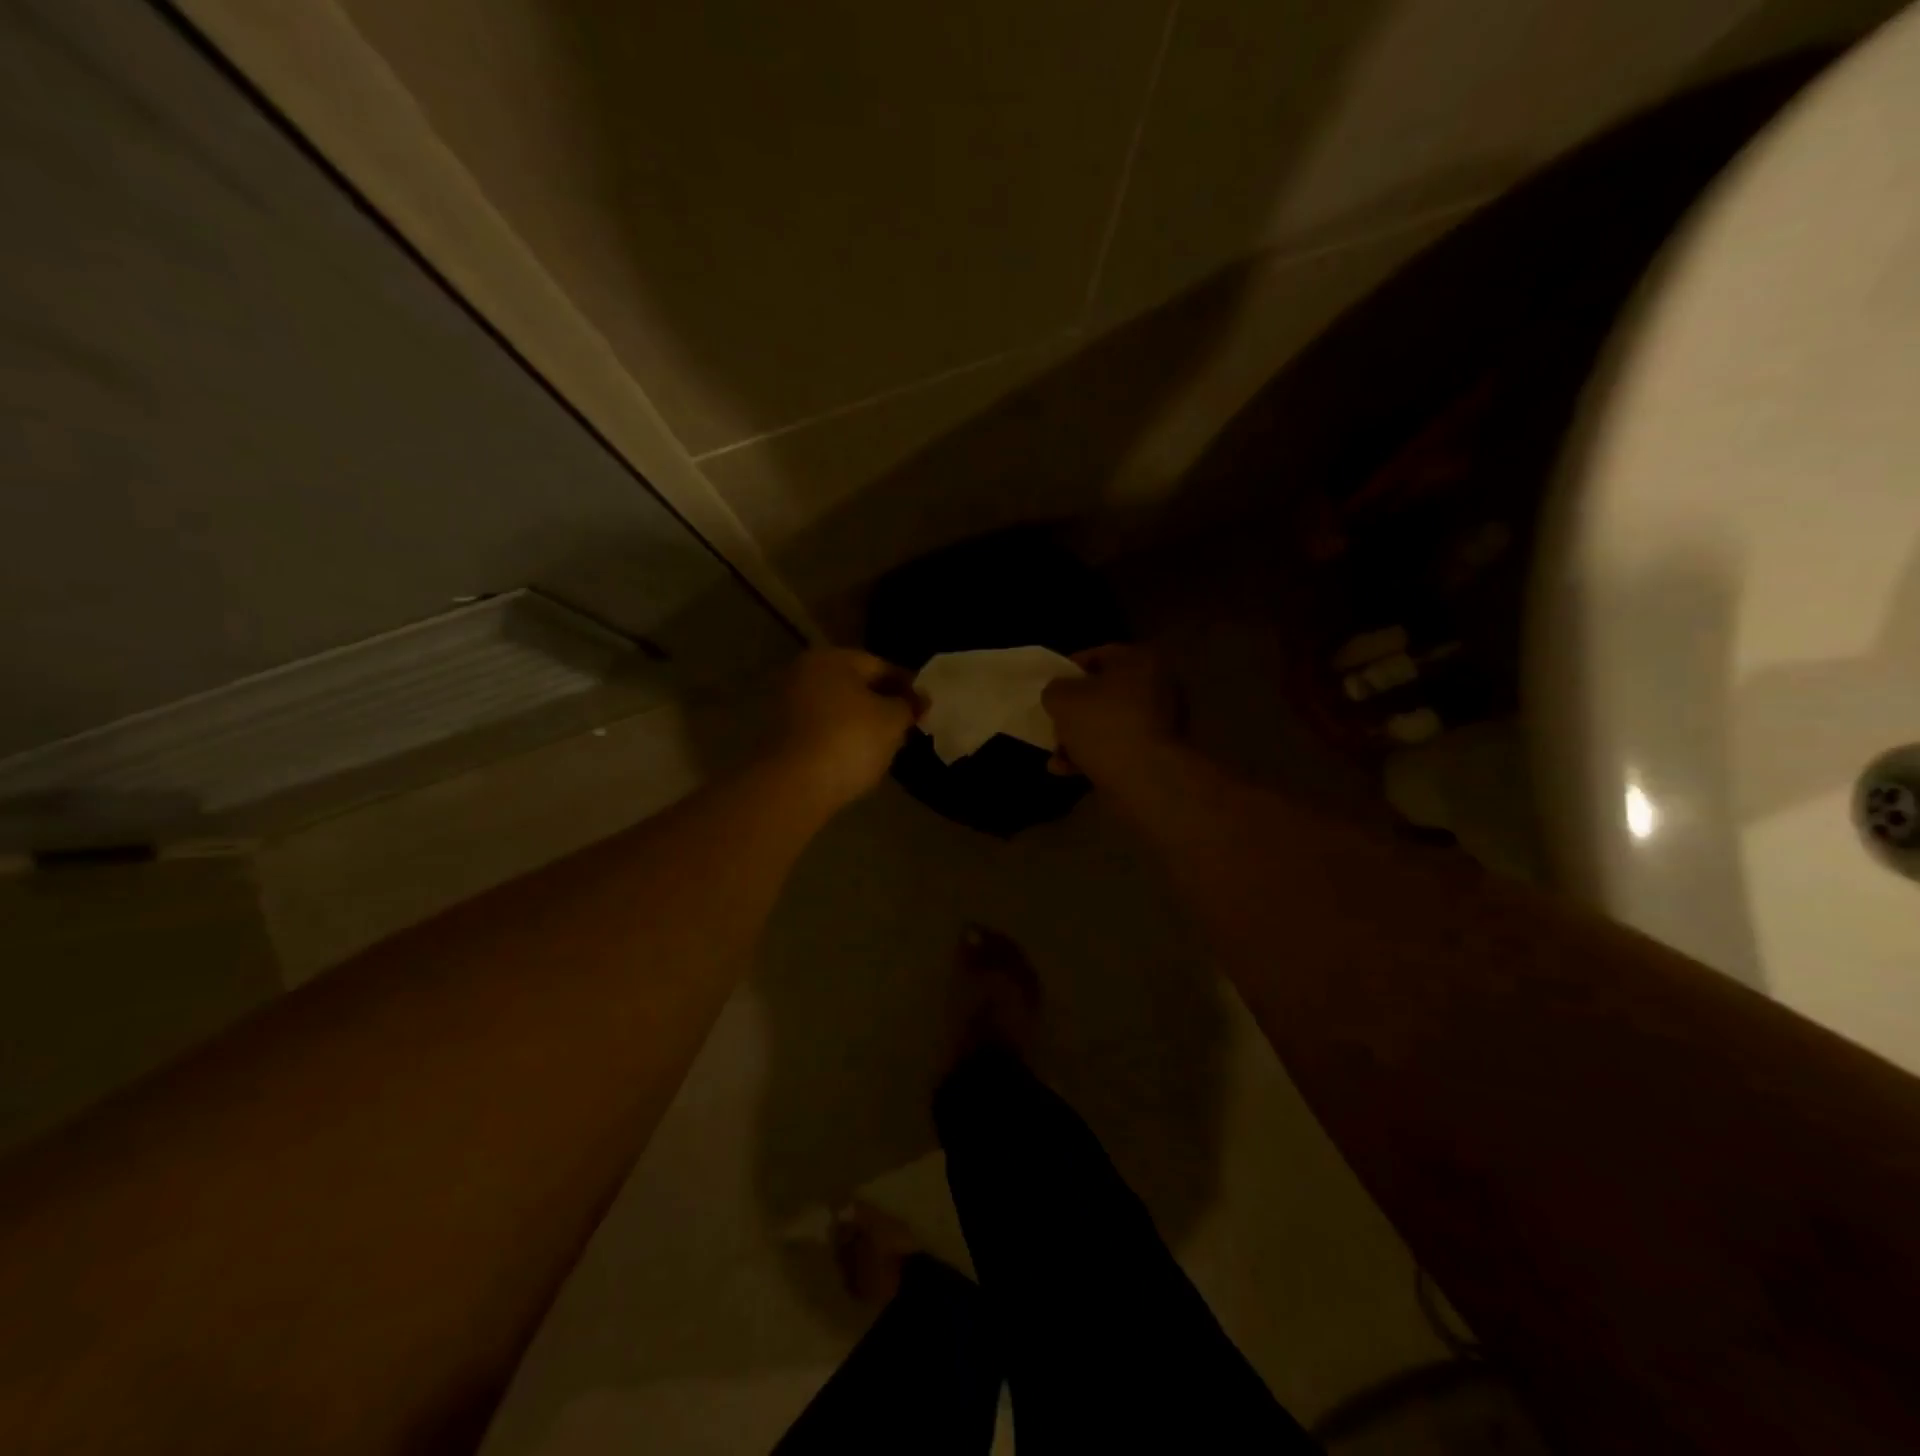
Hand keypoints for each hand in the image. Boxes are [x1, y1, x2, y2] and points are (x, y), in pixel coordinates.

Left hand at [772, 648, 920, 808]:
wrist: (794, 786)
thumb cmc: (850, 740)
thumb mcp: (892, 720)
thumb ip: (909, 704)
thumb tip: (919, 698)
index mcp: (831, 658)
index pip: (880, 666)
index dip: (907, 686)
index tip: (924, 708)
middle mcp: (804, 673)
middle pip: (855, 685)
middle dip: (882, 703)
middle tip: (907, 726)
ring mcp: (787, 704)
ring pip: (837, 708)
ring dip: (861, 722)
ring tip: (885, 745)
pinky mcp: (781, 736)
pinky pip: (822, 730)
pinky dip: (841, 738)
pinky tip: (857, 757)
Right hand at [1042, 644, 1182, 788]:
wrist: (1145, 778)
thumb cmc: (1104, 725)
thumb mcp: (1062, 699)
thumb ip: (1054, 690)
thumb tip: (1058, 694)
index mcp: (1141, 661)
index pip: (1099, 655)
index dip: (1068, 670)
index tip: (1050, 688)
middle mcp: (1159, 686)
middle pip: (1105, 693)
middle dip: (1075, 711)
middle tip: (1054, 723)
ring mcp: (1163, 722)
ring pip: (1111, 723)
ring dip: (1080, 738)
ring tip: (1056, 756)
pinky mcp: (1159, 753)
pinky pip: (1121, 747)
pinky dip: (1096, 755)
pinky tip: (1068, 770)